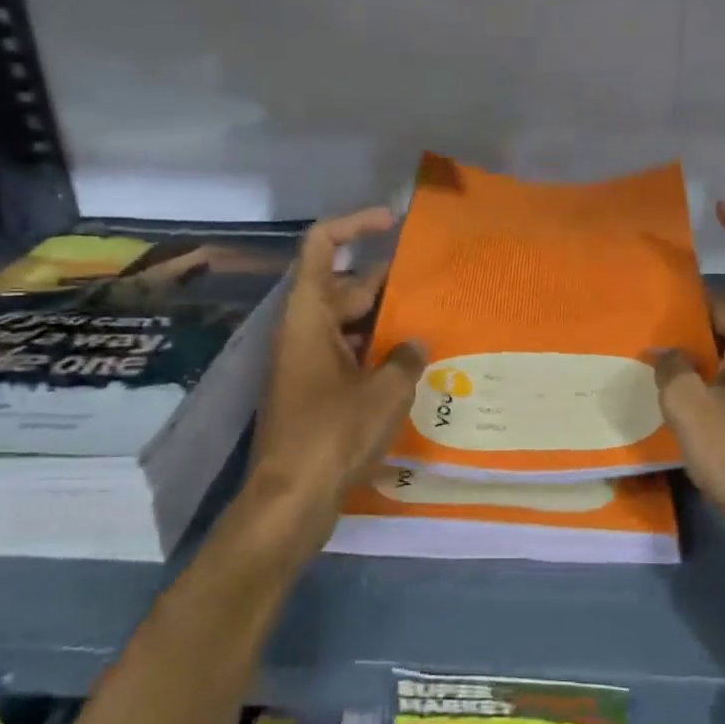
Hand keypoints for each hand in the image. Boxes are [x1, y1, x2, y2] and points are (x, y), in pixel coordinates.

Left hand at [230, 208, 425, 565]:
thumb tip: (415, 345)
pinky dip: (376, 354)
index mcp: (309, 317)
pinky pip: (348, 356)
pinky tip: (413, 368)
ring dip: (386, 322)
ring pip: (349, 325)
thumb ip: (406, 359)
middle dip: (387, 283)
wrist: (290, 501)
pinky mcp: (314, 393)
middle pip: (344, 287)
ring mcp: (307, 364)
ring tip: (433, 325)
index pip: (321, 246)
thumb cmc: (333, 435)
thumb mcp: (384, 393)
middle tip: (434, 286)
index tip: (392, 223)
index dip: (354, 224)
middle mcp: (304, 332)